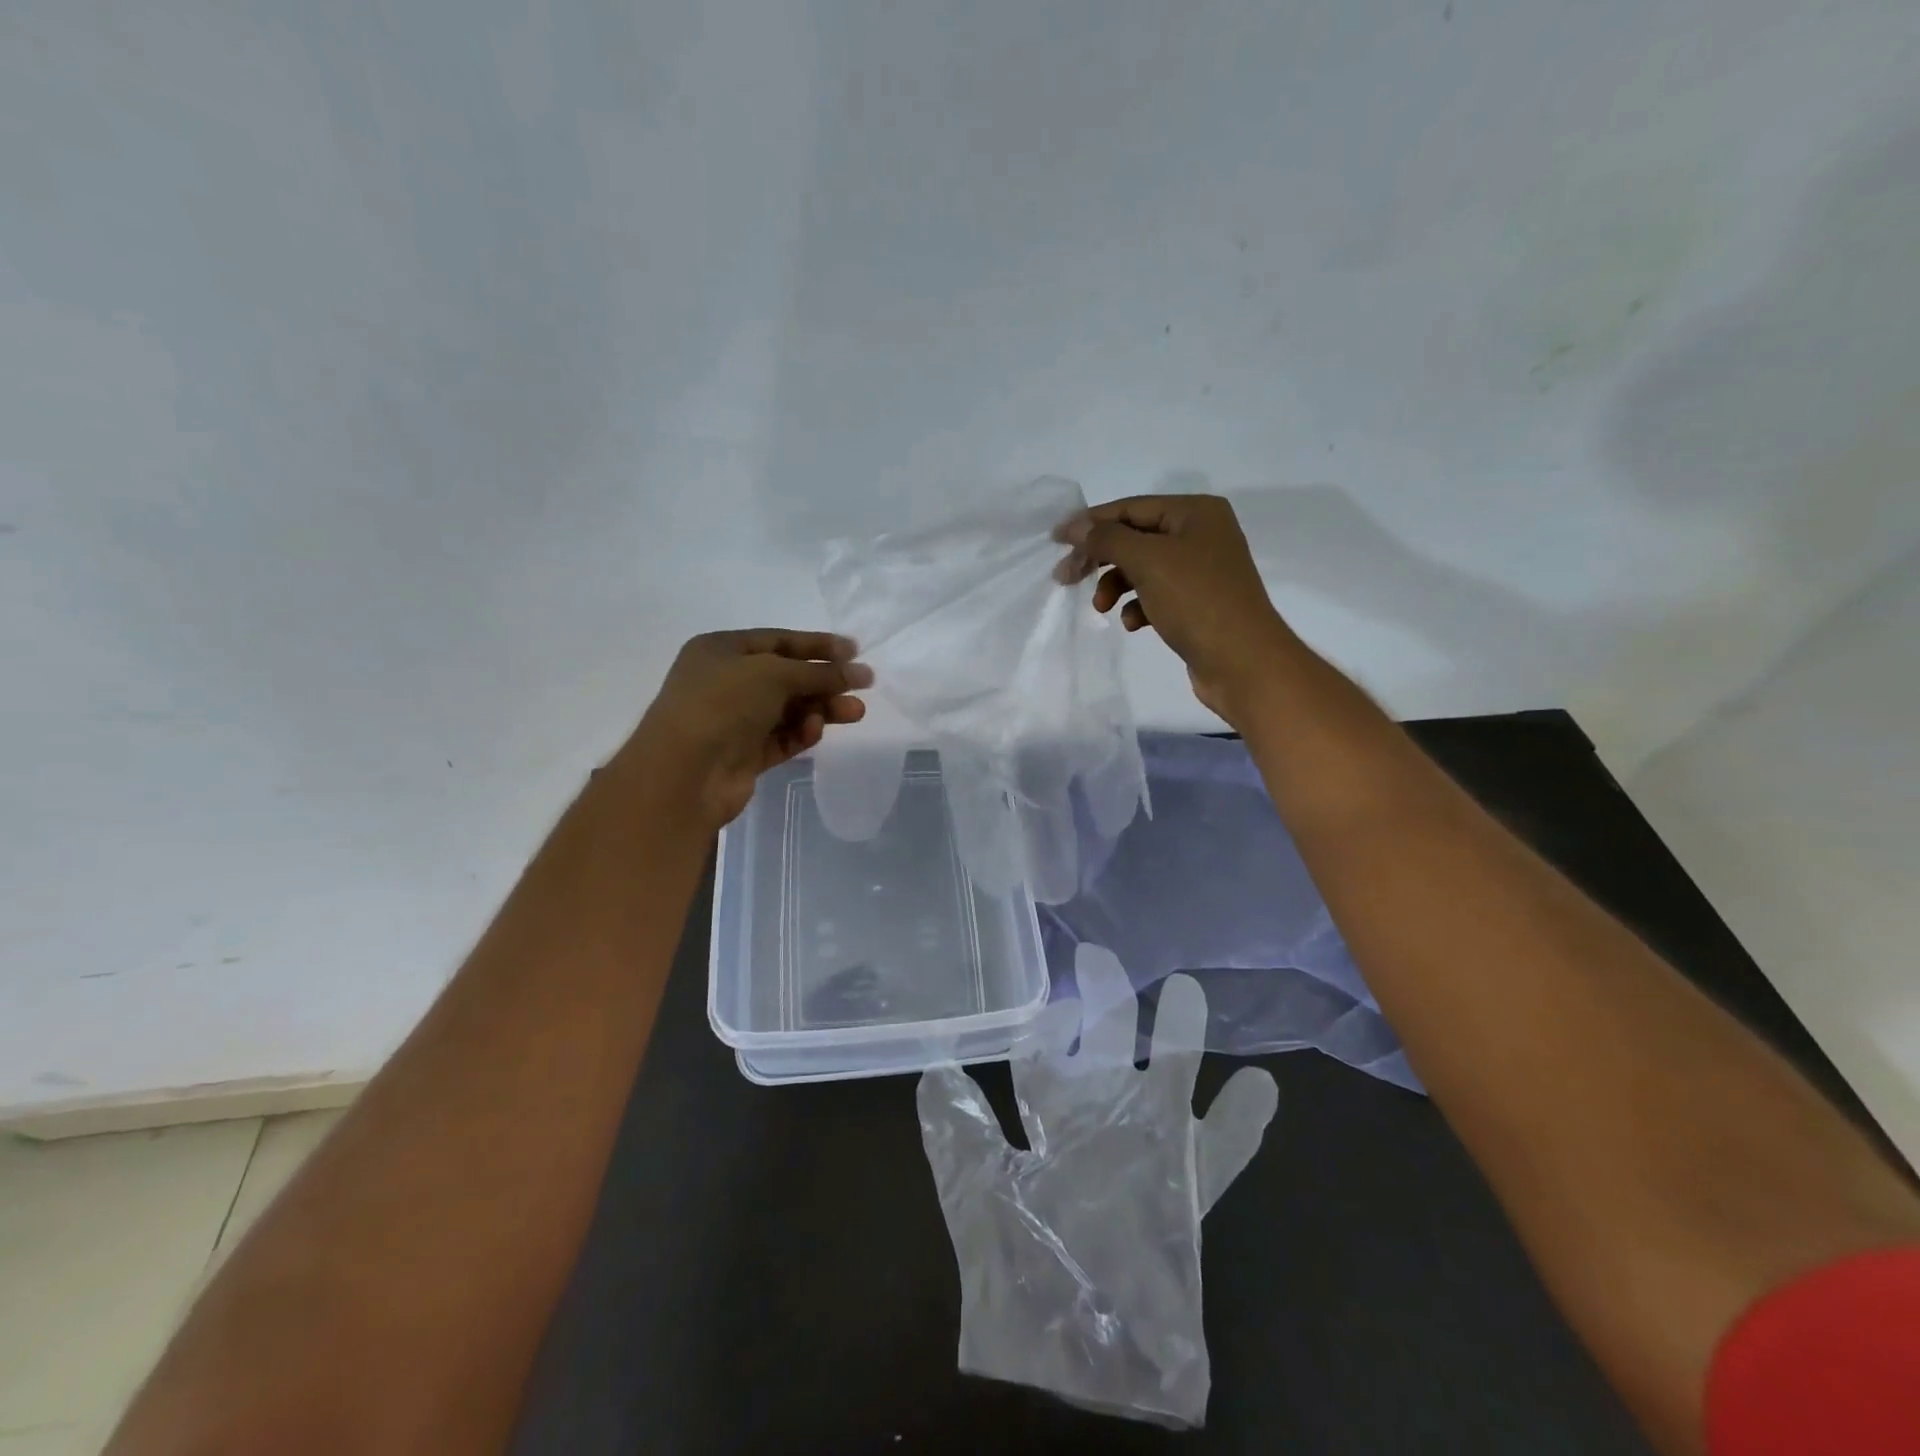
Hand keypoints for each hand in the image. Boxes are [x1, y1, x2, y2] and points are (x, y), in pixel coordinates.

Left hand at [617, 630, 871, 828]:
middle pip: (787, 677)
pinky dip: (801, 733)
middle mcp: (725, 682)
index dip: (818, 645)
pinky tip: (815, 732)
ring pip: (788, 710)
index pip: (779, 641)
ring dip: (821, 709)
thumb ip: (819, 673)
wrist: (684, 772)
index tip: (855, 651)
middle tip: (863, 686)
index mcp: (721, 650)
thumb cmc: (723, 704)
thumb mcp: (774, 674)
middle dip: (825, 682)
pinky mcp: (743, 755)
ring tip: (855, 713)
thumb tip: (859, 672)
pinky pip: (781, 738)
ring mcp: (733, 720)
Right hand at [1054, 495, 1293, 722]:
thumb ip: (1107, 539)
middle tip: (1066, 578)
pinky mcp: (1197, 603)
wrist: (1242, 661)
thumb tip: (1075, 527)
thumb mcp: (1147, 561)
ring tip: (1102, 608)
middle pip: (1134, 538)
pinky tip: (1135, 623)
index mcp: (1196, 512)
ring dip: (1116, 586)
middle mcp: (1201, 534)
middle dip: (1100, 559)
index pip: (1131, 508)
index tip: (1055, 540)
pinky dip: (1139, 606)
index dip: (1091, 522)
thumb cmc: (1196, 600)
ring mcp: (1201, 571)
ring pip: (1142, 569)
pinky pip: (1156, 595)